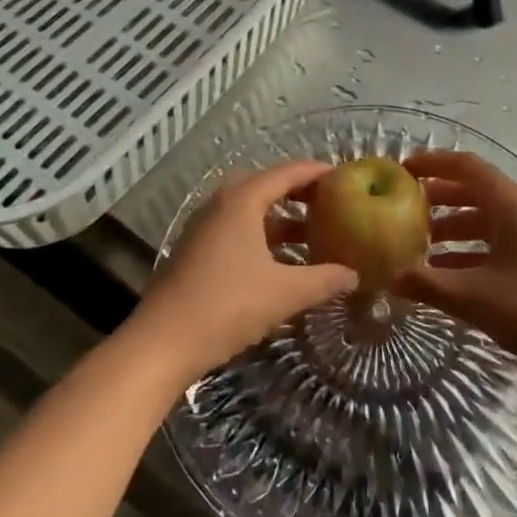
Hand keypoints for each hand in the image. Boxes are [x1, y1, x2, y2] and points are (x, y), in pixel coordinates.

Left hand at [127, 161, 357, 384]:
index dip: (318, 172)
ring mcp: (206, 228)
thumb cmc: (226, 306)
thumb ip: (323, 280)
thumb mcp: (284, 293)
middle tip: (335, 205)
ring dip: (284, 220)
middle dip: (302, 195)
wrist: (161, 344)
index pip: (287, 173)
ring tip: (316, 235)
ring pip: (253, 212)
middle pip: (269, 187)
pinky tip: (285, 263)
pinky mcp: (198, 251)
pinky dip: (265, 238)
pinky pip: (240, 231)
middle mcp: (222, 204)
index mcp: (241, 200)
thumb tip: (354, 274)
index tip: (346, 178)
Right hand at [396, 150, 516, 386]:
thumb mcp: (474, 298)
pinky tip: (450, 275)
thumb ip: (427, 284)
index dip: (433, 164)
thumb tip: (388, 276)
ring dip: (454, 227)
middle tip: (404, 209)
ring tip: (420, 246)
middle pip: (477, 191)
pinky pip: (501, 242)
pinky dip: (473, 250)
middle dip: (439, 198)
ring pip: (489, 219)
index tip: (402, 170)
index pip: (467, 167)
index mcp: (513, 206)